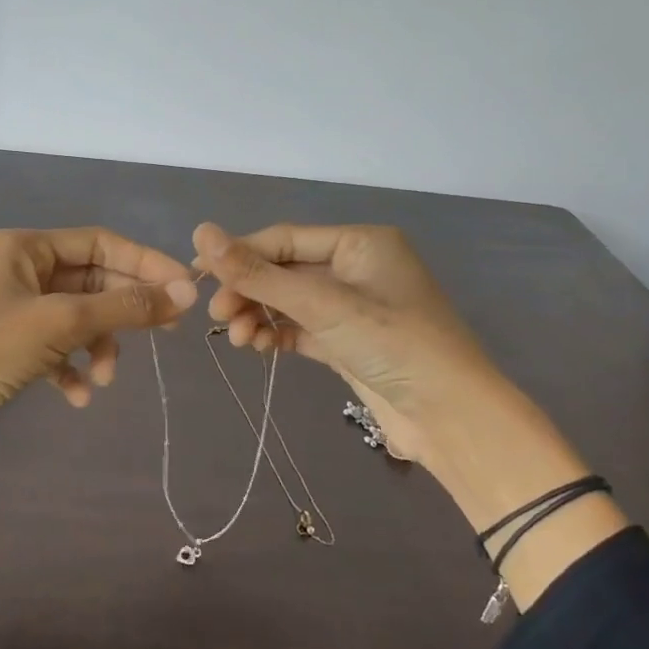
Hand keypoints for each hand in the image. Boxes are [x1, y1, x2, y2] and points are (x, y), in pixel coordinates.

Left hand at [0, 228, 197, 482]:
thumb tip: (185, 294)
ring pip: (77, 318)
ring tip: (105, 376)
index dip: (145, 263)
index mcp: (25, 248)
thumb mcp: (61, 322)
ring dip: (99, 344)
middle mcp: (20, 271)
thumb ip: (125, 307)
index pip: (100, 243)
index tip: (185, 290)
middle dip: (125, 309)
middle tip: (167, 332)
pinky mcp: (9, 349)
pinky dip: (72, 368)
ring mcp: (14, 311)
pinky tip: (78, 395)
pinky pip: (56, 349)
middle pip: (92, 281)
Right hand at [191, 222, 512, 468]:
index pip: (283, 238)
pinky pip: (301, 327)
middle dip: (249, 292)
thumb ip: (258, 273)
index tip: (197, 276)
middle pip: (284, 270)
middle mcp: (355, 268)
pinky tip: (260, 347)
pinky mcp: (347, 341)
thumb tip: (201, 233)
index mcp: (359, 242)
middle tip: (218, 317)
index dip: (238, 255)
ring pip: (289, 301)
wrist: (450, 416)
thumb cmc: (392, 343)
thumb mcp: (321, 304)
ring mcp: (352, 307)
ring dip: (260, 315)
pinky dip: (278, 334)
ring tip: (241, 340)